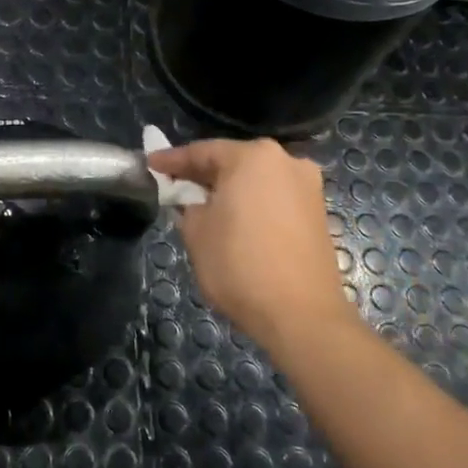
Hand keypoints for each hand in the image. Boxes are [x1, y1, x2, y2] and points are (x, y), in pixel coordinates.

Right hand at [147, 139, 351, 355]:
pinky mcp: (317, 212)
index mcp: (253, 157)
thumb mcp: (196, 233)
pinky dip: (252, 203)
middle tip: (174, 184)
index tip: (150, 164)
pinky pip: (274, 198)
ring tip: (202, 204)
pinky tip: (234, 219)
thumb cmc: (240, 265)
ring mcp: (307, 186)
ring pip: (256, 180)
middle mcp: (286, 161)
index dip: (172, 161)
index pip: (202, 152)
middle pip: (233, 161)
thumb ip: (188, 206)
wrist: (302, 315)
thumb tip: (193, 202)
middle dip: (203, 174)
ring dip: (229, 189)